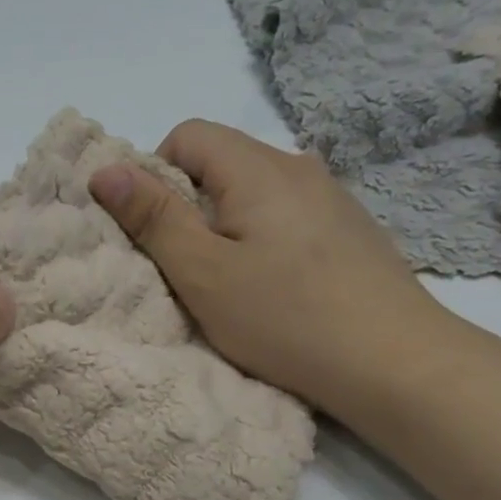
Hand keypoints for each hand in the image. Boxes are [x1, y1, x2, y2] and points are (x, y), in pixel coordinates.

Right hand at [88, 119, 463, 422]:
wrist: (396, 363)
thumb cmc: (284, 317)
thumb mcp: (202, 272)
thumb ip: (153, 217)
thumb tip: (105, 169)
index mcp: (259, 168)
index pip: (187, 136)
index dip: (155, 176)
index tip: (156, 233)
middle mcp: (298, 167)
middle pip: (221, 163)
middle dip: (188, 206)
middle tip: (186, 268)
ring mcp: (331, 198)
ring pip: (252, 193)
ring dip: (224, 227)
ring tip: (229, 283)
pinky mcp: (349, 230)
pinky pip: (284, 216)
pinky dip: (260, 241)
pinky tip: (273, 289)